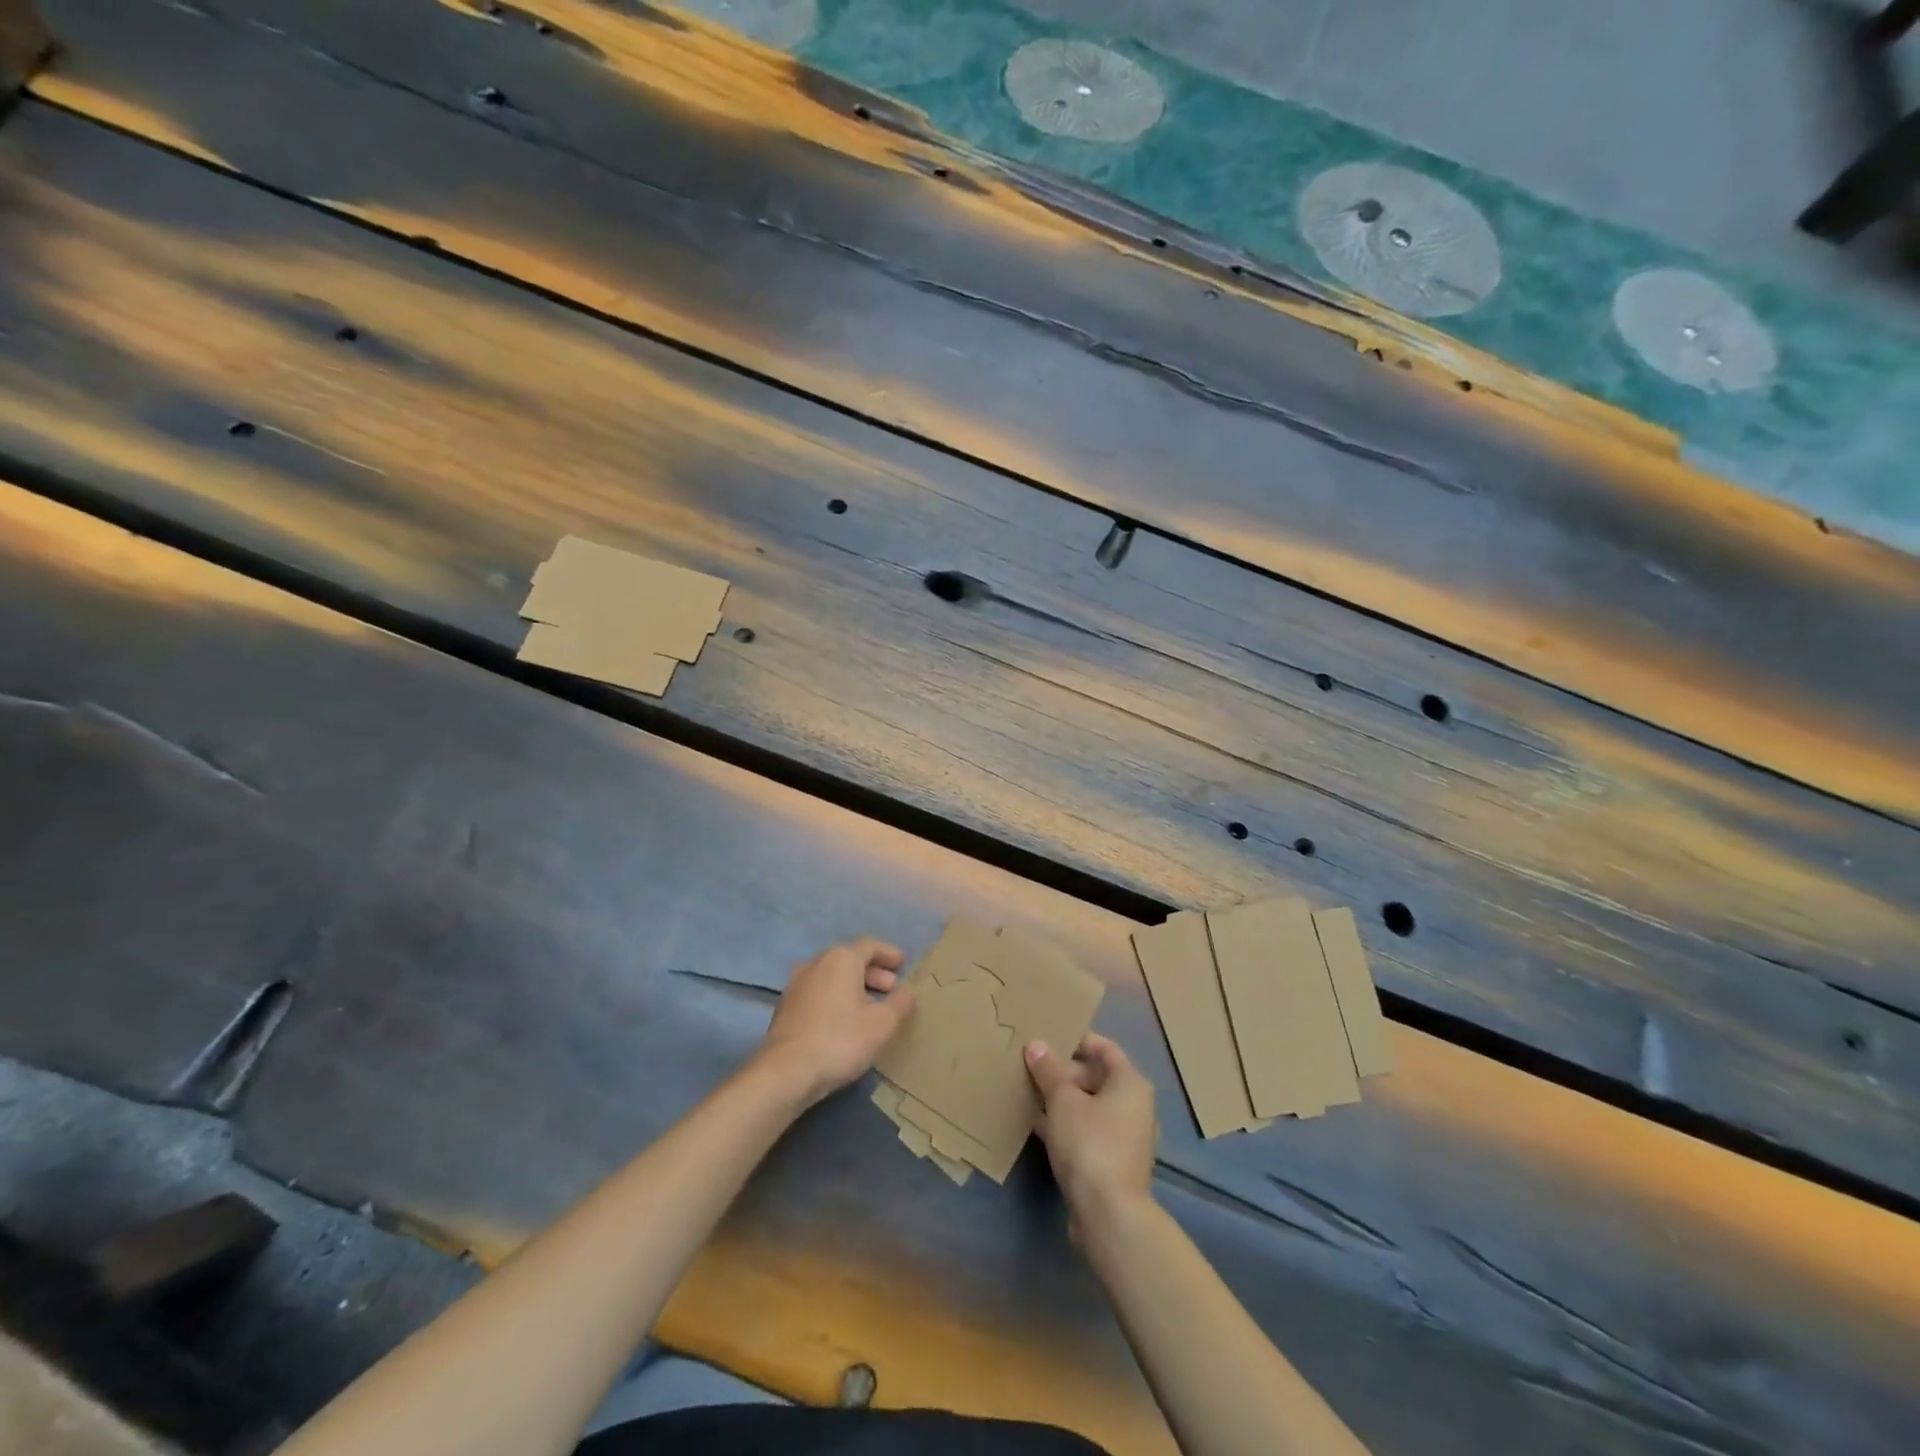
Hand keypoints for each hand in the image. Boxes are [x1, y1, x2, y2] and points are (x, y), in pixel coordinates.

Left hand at [756, 938, 913, 1106]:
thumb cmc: (840, 1040)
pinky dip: (836, 997)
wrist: (786, 1072)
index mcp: (841, 958)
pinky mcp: (785, 1006)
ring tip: (870, 1006)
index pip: (870, 945)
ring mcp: (796, 983)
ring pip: (832, 975)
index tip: (903, 964)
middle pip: (849, 958)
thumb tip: (906, 992)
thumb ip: (900, 1003)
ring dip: (854, 985)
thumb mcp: (882, 1024)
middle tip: (891, 988)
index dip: (889, 953)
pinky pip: (818, 991)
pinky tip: (844, 1019)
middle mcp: (816, 962)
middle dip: (873, 971)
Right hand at [1025, 1034, 1157, 1228]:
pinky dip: (1066, 1125)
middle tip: (1032, 1067)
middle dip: (1064, 1072)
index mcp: (1131, 1083)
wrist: (1109, 1215)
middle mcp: (1135, 1107)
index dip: (1078, 1040)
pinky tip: (1037, 1125)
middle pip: (1097, 1077)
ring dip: (1063, 1101)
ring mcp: (1126, 1137)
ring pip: (1090, 1107)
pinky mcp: (1114, 1163)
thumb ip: (1048, 1070)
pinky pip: (1088, 1132)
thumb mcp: (1062, 1101)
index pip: (1105, 1048)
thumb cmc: (1090, 1144)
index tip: (1049, 1036)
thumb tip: (1036, 1045)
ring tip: (1029, 1092)